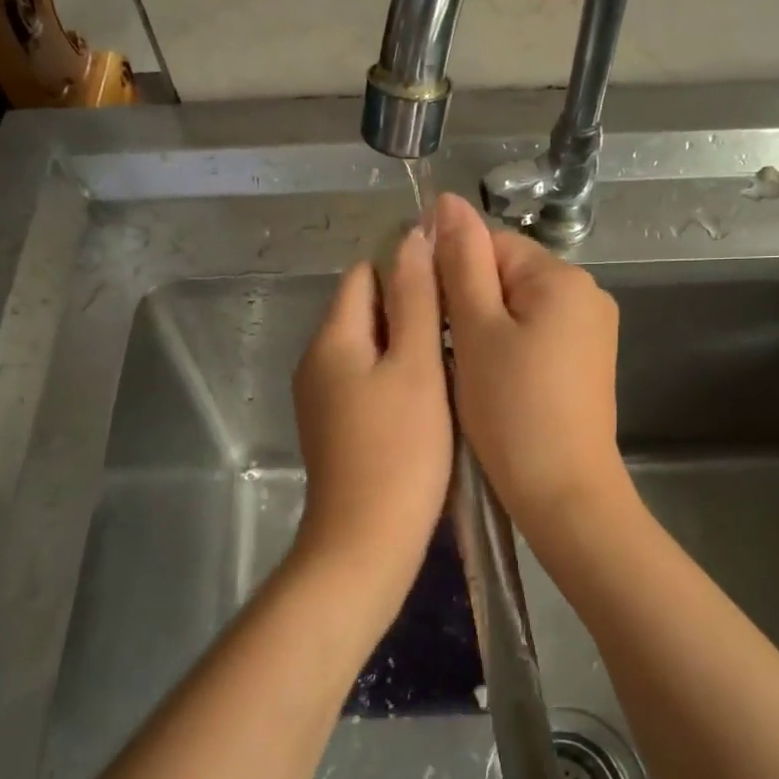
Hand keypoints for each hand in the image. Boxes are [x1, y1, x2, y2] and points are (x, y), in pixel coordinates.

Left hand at [291, 226, 451, 580]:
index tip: (453, 287)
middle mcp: (316, 361)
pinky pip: (365, 381)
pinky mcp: (334, 428)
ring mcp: (322, 398)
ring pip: (368, 348)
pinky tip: (431, 397)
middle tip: (463, 325)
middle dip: (410, 308)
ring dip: (406, 344)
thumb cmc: (400, 450)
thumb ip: (415, 299)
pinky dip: (395, 377)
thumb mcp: (416, 366)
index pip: (365, 274)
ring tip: (455, 358)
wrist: (366, 543)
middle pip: (364, 310)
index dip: (408, 269)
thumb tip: (411, 236)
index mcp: (332, 338)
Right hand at [433, 194, 627, 537]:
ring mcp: (592, 331)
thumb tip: (447, 202)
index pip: (491, 244)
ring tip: (467, 371)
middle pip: (507, 275)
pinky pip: (537, 336)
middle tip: (445, 351)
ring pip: (518, 309)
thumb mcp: (476, 330)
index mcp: (562, 277)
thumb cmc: (512, 410)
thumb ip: (461, 262)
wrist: (563, 493)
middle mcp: (587, 294)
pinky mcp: (588, 363)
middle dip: (470, 304)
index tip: (429, 314)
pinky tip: (494, 383)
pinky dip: (509, 350)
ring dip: (485, 329)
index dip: (451, 273)